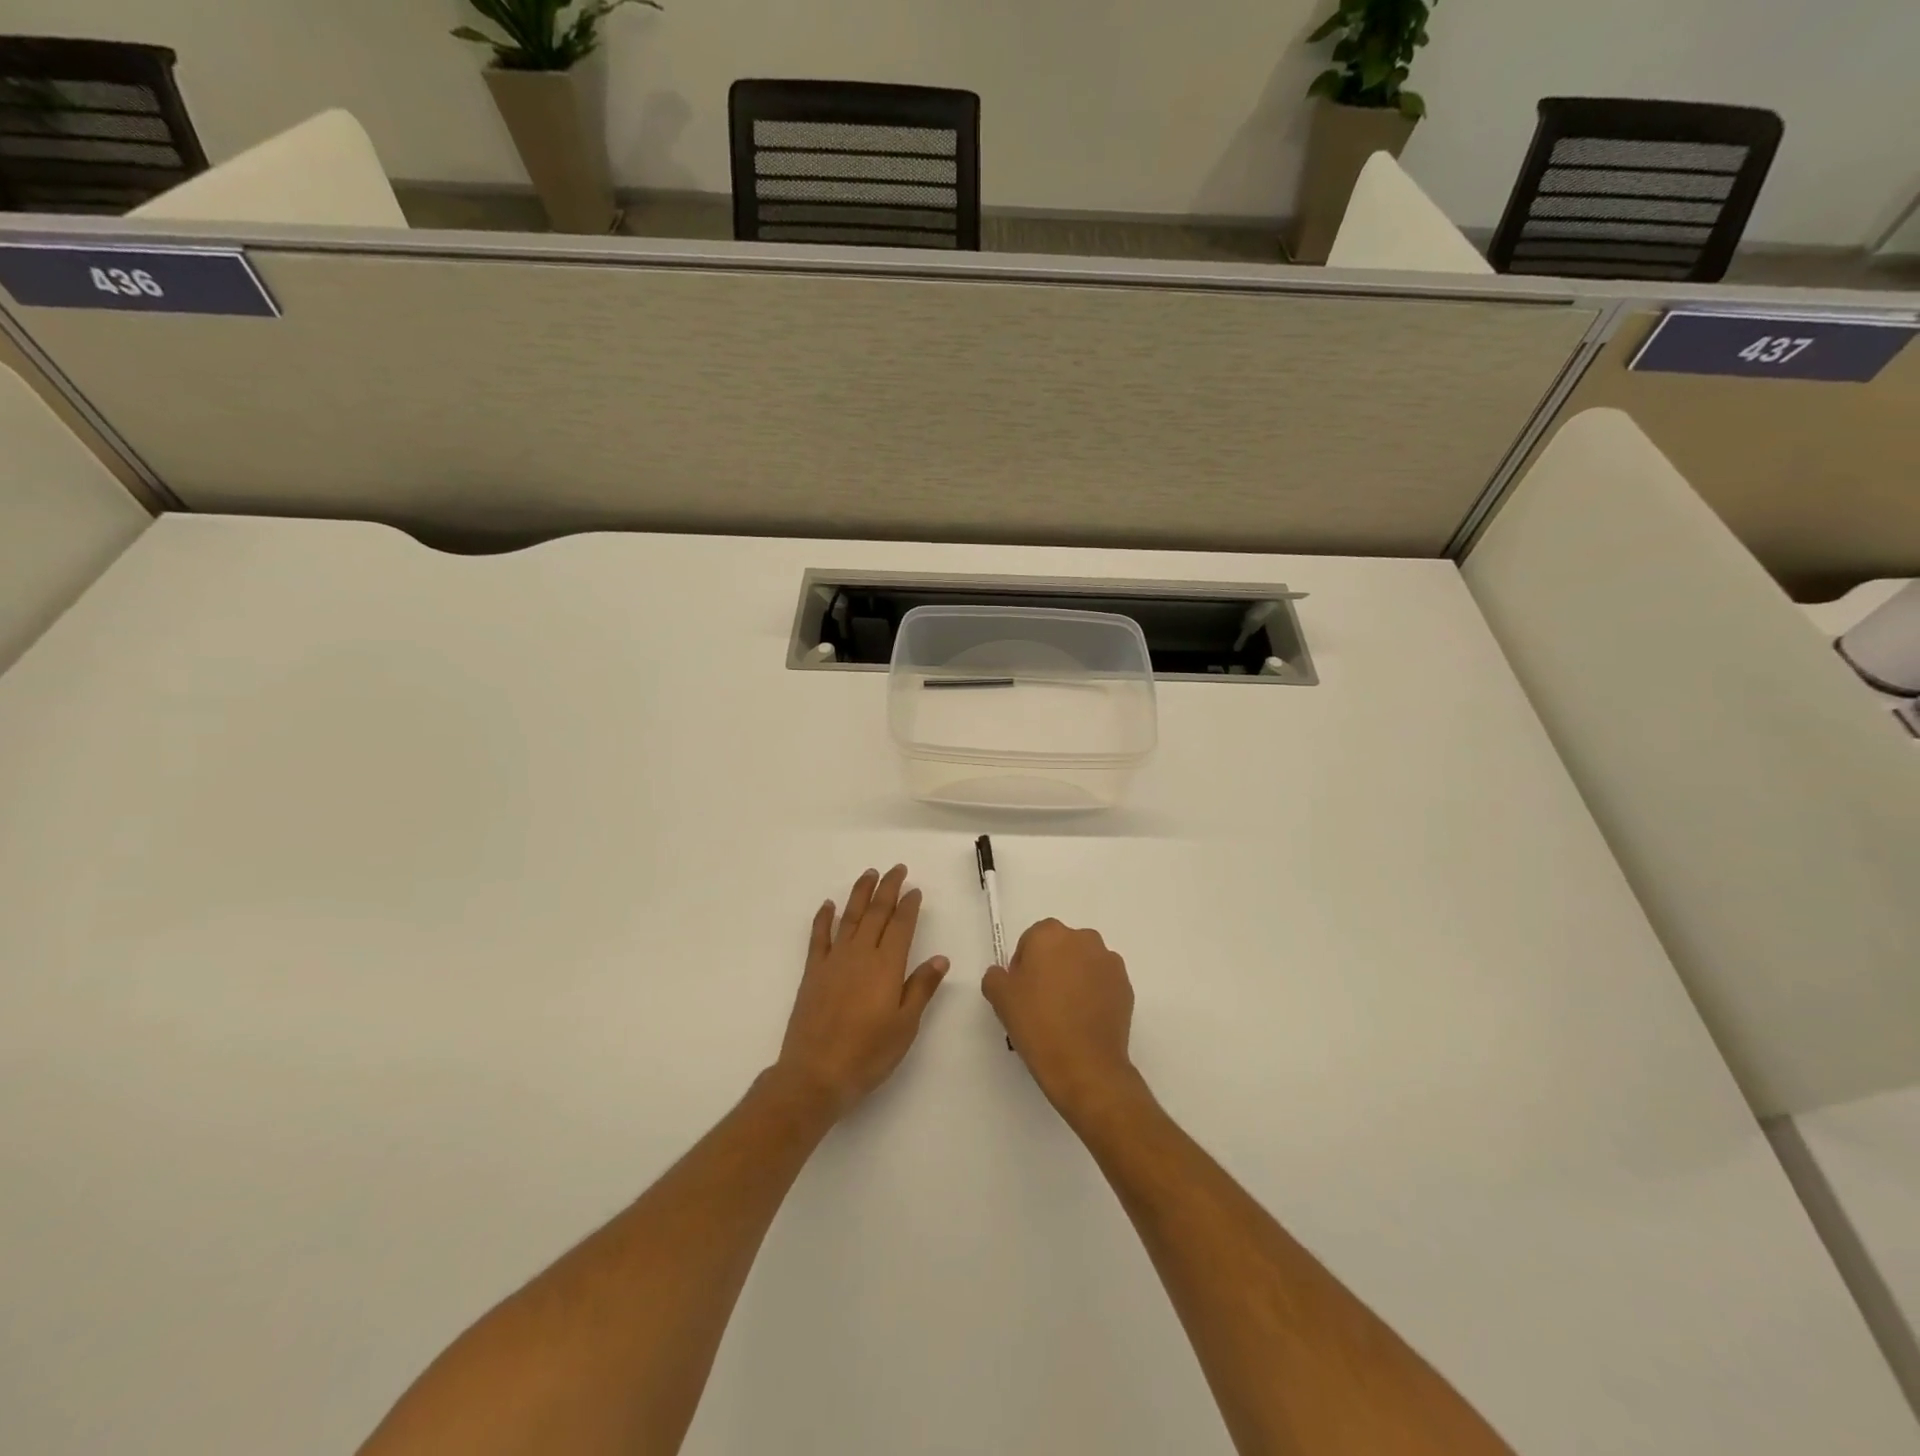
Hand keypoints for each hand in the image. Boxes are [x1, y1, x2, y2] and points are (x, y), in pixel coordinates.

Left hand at [775, 866, 948, 1119]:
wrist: (815, 1074)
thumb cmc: (868, 1054)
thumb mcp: (905, 1026)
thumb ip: (921, 988)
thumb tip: (940, 957)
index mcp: (887, 966)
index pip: (901, 925)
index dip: (909, 905)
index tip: (915, 889)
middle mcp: (861, 954)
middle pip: (876, 913)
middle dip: (888, 888)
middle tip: (897, 869)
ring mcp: (834, 961)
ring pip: (849, 917)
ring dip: (860, 893)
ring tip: (869, 874)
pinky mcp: (813, 972)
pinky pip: (819, 936)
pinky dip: (824, 918)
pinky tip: (828, 905)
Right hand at [981, 919, 1137, 1123]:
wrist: (1085, 1065)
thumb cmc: (1037, 1024)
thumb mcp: (1000, 998)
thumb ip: (996, 976)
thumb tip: (1005, 975)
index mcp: (1050, 934)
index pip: (1031, 941)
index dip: (1023, 966)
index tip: (1021, 993)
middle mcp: (1083, 939)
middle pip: (1060, 948)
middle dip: (1050, 968)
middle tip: (1041, 1003)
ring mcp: (1109, 962)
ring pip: (1083, 964)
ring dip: (1074, 979)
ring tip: (1065, 1015)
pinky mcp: (1126, 986)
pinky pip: (1102, 983)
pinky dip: (1094, 995)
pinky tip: (1084, 1022)